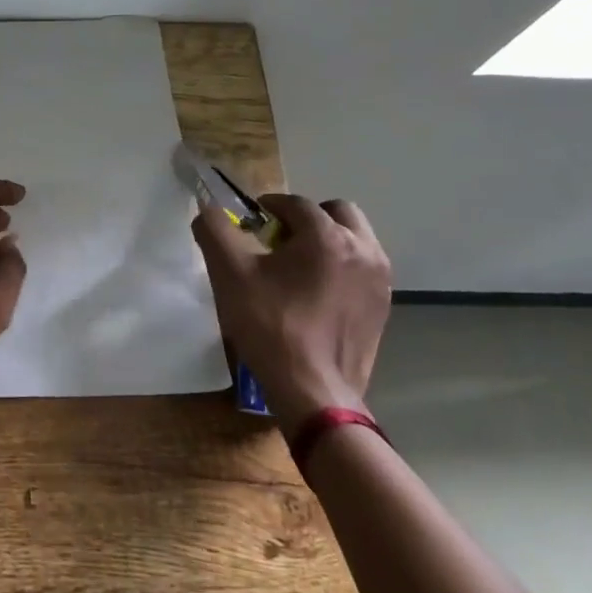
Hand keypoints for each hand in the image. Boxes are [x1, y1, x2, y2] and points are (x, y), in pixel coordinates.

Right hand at [191, 193, 391, 431]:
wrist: (312, 389)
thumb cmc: (269, 325)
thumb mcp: (229, 273)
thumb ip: (215, 230)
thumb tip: (208, 209)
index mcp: (327, 236)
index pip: (296, 203)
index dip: (269, 207)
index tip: (250, 223)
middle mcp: (363, 250)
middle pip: (337, 212)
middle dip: (307, 218)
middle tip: (279, 241)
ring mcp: (379, 280)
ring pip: (356, 239)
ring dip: (328, 240)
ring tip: (298, 267)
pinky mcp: (383, 306)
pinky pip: (362, 269)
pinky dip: (341, 267)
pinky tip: (315, 293)